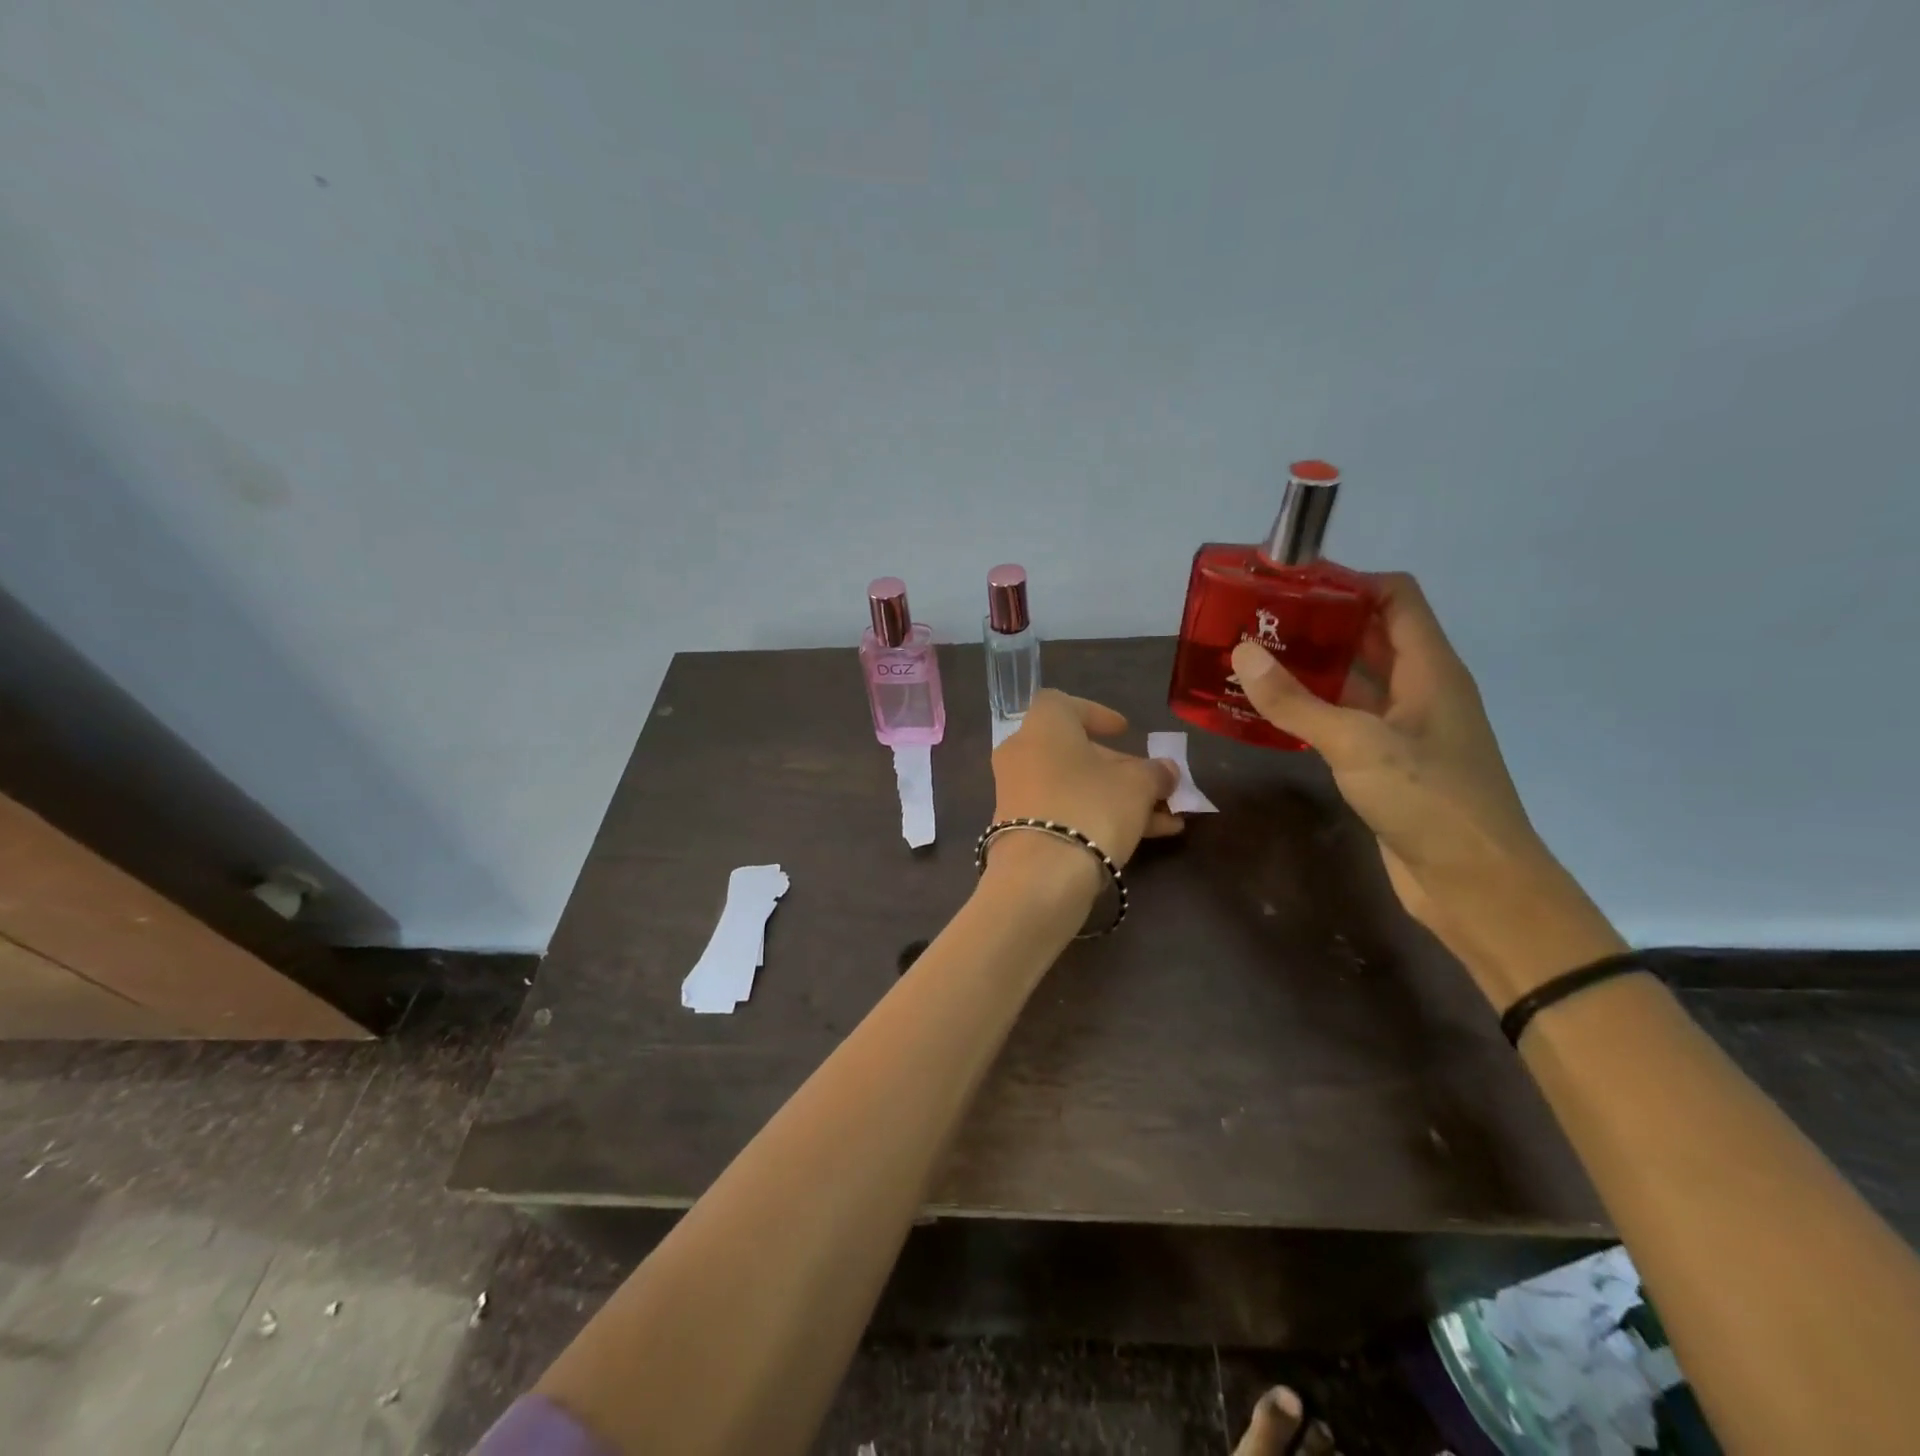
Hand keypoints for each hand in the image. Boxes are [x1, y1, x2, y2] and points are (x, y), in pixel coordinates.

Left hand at [989, 690, 1182, 868]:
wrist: (1041, 876)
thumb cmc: (1091, 807)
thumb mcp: (1137, 785)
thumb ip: (1155, 773)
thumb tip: (1166, 771)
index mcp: (1043, 726)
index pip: (1065, 704)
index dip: (1097, 714)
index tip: (1124, 731)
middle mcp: (1022, 753)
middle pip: (1075, 751)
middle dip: (1119, 768)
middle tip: (1154, 785)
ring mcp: (1017, 793)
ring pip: (1074, 787)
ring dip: (1119, 798)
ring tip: (1167, 820)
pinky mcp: (1018, 829)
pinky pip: (1063, 812)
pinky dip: (1098, 818)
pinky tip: (1146, 839)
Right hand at [1228, 574, 1577, 970]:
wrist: (1474, 883)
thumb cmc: (1429, 800)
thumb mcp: (1357, 743)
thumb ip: (1296, 701)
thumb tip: (1242, 653)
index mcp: (1430, 669)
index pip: (1395, 597)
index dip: (1348, 581)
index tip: (1289, 584)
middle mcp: (1419, 689)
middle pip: (1370, 635)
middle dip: (1318, 623)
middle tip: (1256, 621)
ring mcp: (1404, 728)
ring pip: (1354, 680)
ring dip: (1310, 668)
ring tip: (1252, 660)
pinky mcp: (1386, 762)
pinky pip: (1345, 720)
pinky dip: (1311, 709)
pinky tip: (1268, 713)